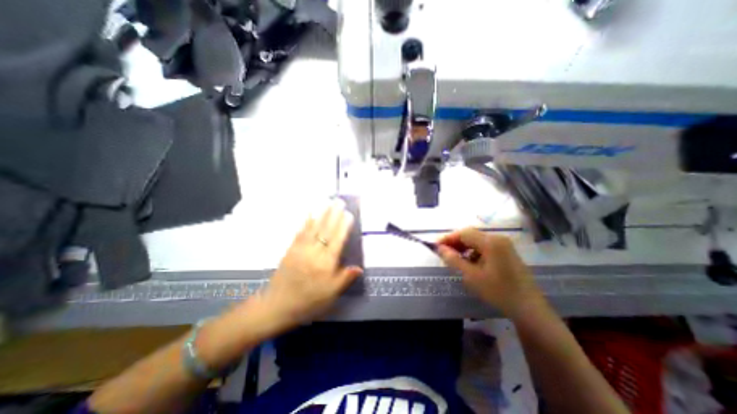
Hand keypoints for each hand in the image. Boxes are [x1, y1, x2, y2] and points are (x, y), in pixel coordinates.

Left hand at [258, 201, 362, 329]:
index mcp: (325, 264)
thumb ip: (345, 279)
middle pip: (326, 230)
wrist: (277, 305)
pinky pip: (300, 232)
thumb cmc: (308, 301)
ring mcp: (301, 249)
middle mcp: (314, 253)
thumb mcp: (330, 294)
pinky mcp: (291, 249)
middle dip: (333, 215)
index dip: (343, 226)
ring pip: (313, 228)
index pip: (337, 240)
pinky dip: (306, 222)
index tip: (348, 214)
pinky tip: (310, 213)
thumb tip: (359, 268)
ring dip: (321, 214)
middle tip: (339, 202)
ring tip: (327, 202)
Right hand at [433, 228, 541, 318]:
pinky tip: (470, 263)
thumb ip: (453, 259)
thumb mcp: (471, 276)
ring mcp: (504, 245)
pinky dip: (474, 252)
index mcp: (491, 242)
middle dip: (455, 243)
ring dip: (464, 248)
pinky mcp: (507, 253)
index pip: (464, 233)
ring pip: (477, 241)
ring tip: (454, 259)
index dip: (448, 238)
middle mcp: (498, 239)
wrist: (529, 309)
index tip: (435, 246)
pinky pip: (485, 247)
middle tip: (443, 253)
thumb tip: (439, 248)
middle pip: (471, 235)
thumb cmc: (498, 292)